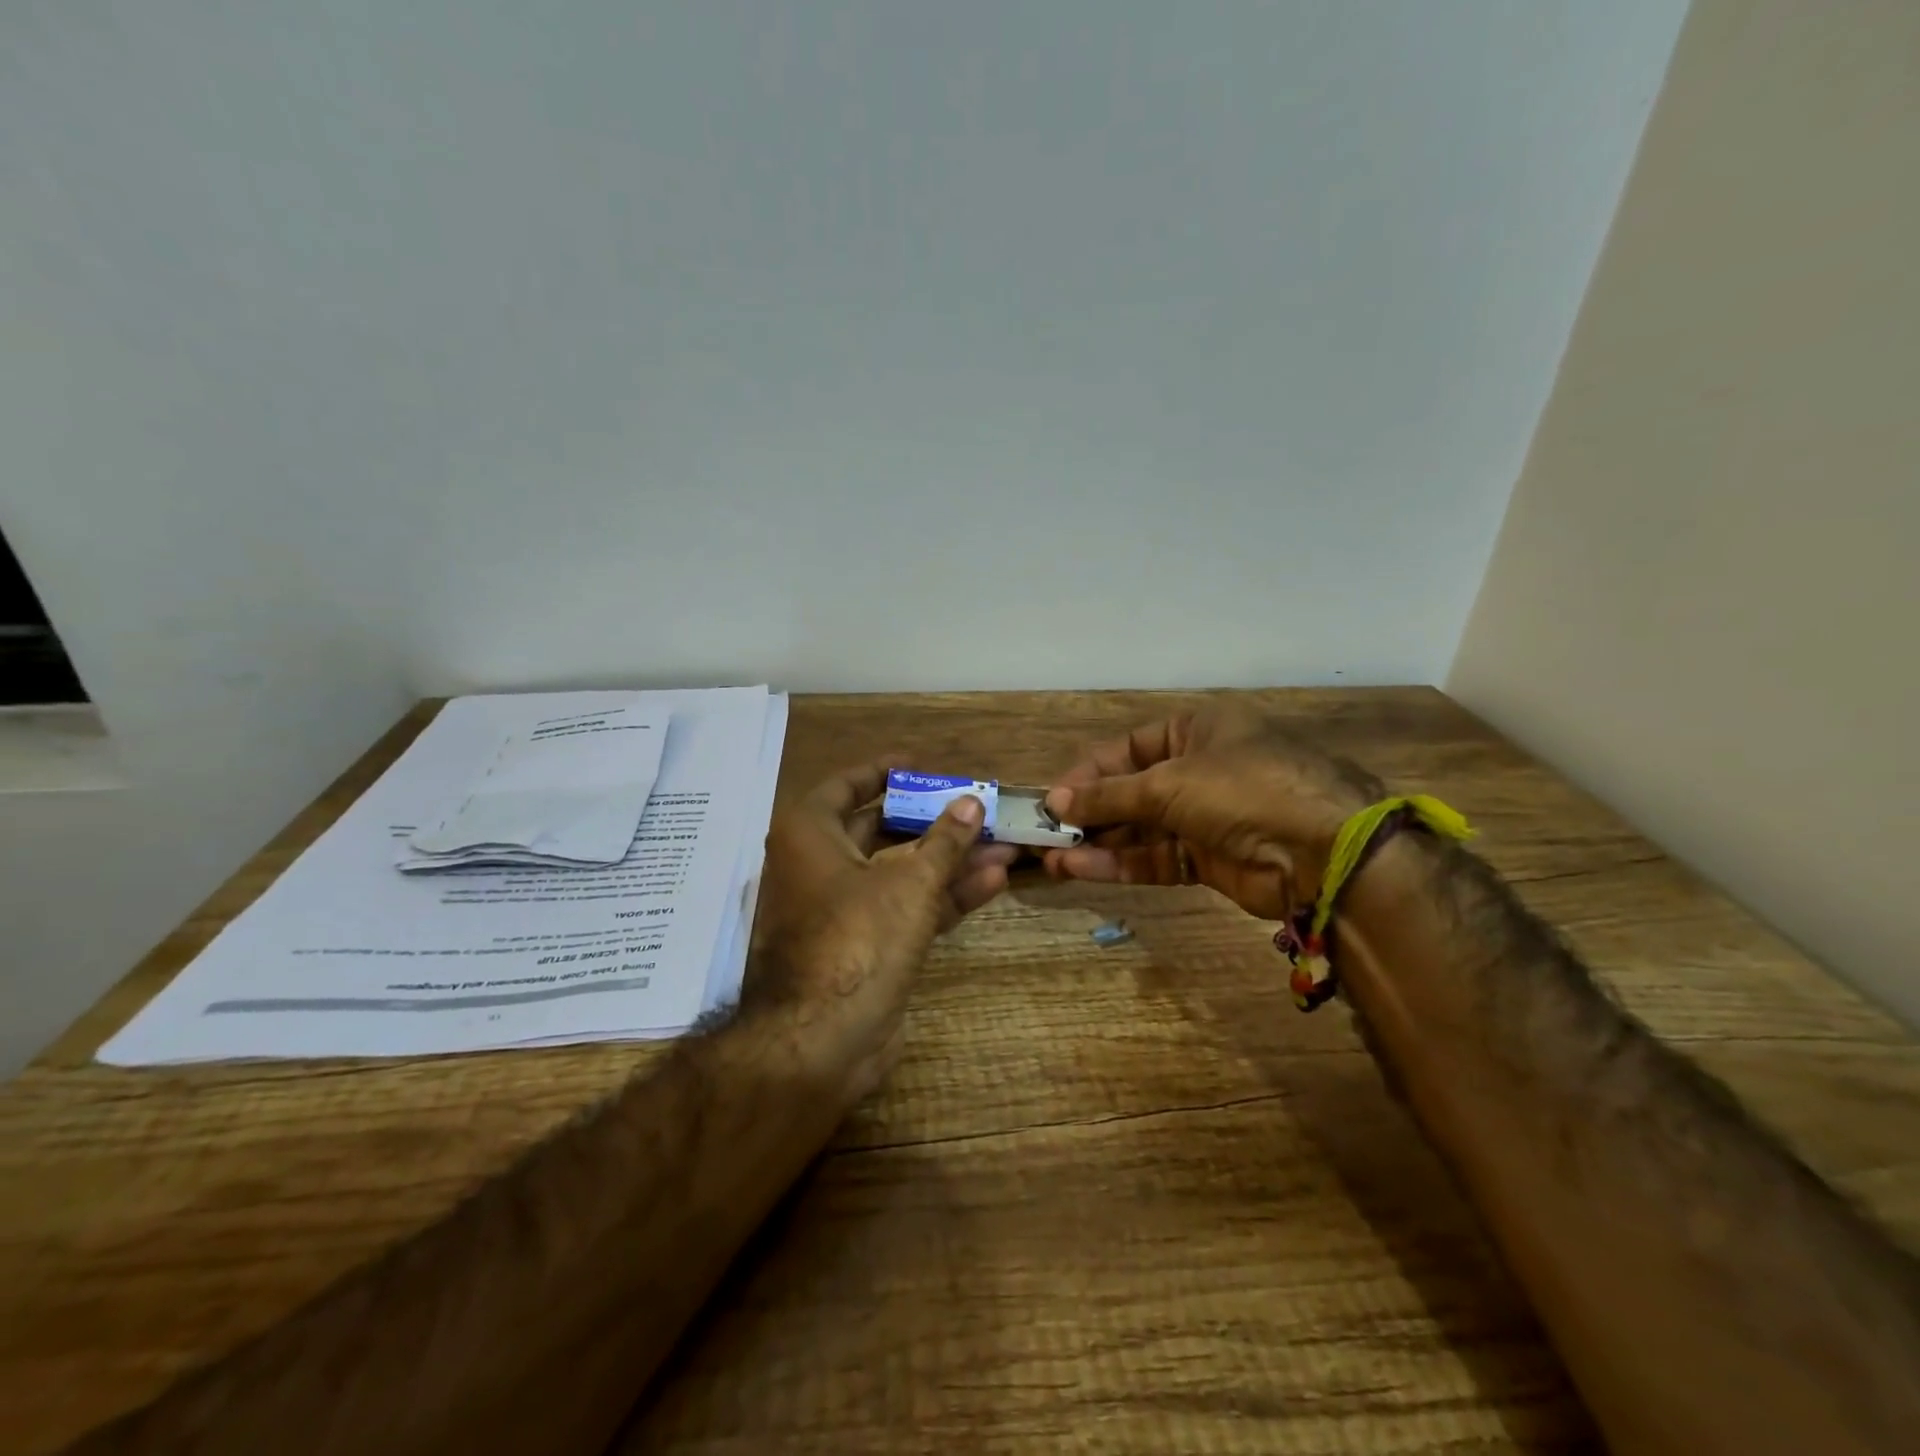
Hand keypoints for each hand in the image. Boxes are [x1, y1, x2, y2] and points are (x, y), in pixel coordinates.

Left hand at [749, 760, 1018, 1103]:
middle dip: (934, 822)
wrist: (824, 1041)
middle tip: (976, 808)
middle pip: (881, 831)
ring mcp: (844, 910)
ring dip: (950, 860)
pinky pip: (906, 907)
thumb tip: (972, 802)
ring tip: (1002, 844)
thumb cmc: (858, 938)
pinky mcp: (866, 946)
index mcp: (810, 835)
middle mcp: (820, 866)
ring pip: (901, 872)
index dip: (883, 772)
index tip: (920, 764)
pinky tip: (992, 881)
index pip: (846, 786)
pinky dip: (943, 895)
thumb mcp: (910, 881)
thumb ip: (945, 840)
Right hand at [1042, 706, 1381, 919]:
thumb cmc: (1242, 789)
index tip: (1053, 800)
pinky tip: (1082, 870)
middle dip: (1090, 814)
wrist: (1323, 851)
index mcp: (1196, 731)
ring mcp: (1205, 817)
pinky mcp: (1209, 859)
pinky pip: (1156, 857)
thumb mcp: (1169, 783)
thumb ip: (1110, 796)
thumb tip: (1057, 802)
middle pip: (1131, 791)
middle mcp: (1199, 770)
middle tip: (1047, 835)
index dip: (1088, 773)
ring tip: (1053, 859)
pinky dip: (1121, 864)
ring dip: (1098, 844)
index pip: (1128, 749)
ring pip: (1140, 829)